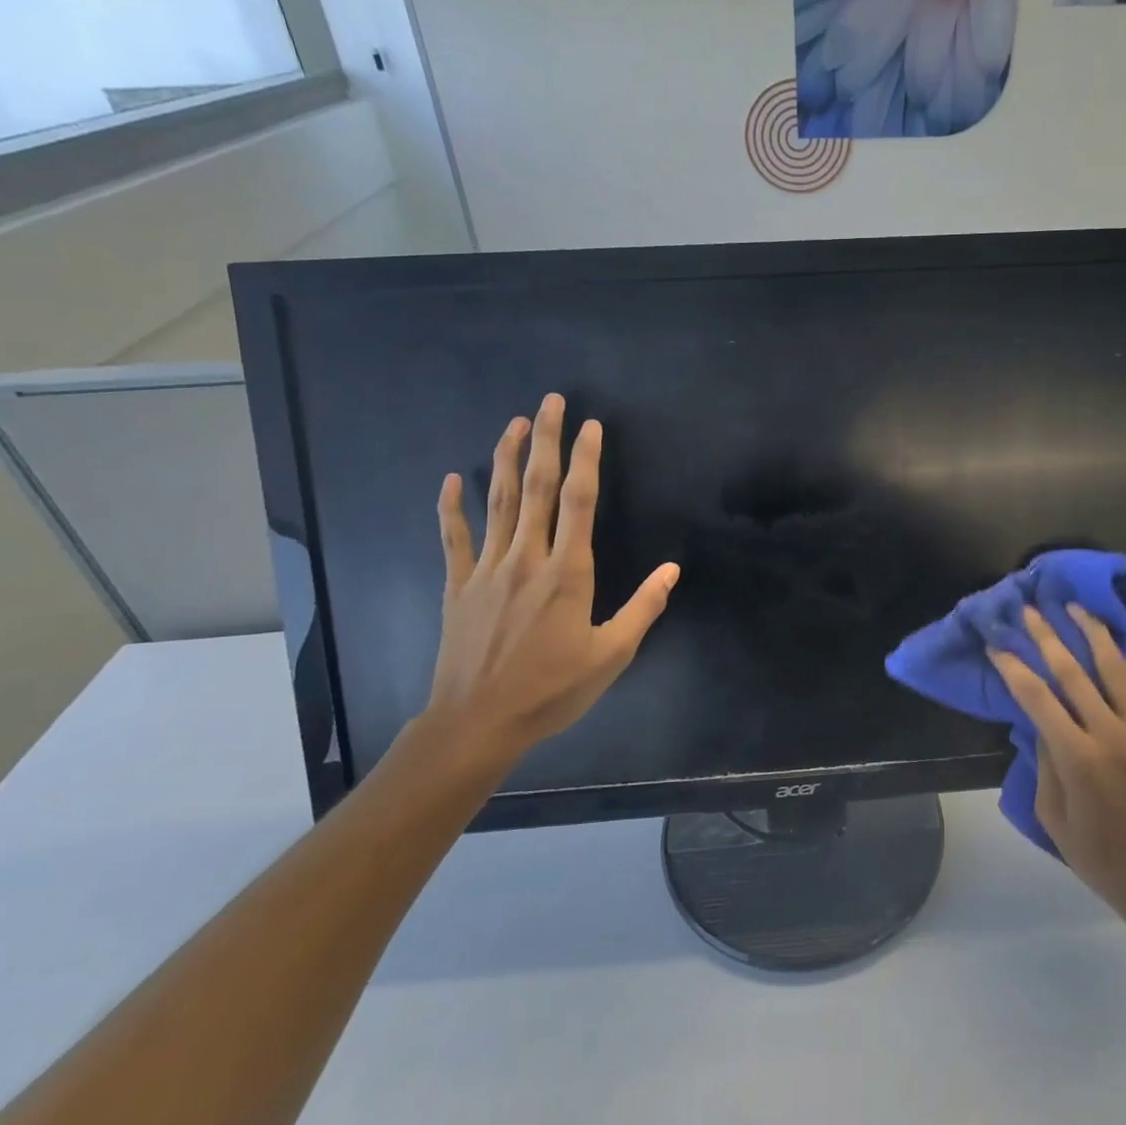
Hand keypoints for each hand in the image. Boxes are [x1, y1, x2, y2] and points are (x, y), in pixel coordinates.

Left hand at [419, 395, 678, 767]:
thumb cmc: (551, 691)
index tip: (591, 426)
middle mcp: (526, 559)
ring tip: (514, 423)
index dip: (586, 459)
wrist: (478, 723)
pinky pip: (455, 538)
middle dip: (547, 441)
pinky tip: (453, 480)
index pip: (579, 502)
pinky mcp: (459, 586)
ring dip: (507, 459)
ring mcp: (487, 570)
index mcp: (567, 572)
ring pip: (498, 502)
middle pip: (538, 488)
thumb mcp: (611, 655)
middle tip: (551, 401)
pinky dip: (452, 507)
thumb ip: (643, 608)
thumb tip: (673, 569)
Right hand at [988, 606, 1125, 940]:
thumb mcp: (1053, 818)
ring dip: (1092, 634)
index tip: (997, 643)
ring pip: (1116, 669)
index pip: (1037, 697)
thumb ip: (1046, 763)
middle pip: (1073, 672)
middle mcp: (1113, 736)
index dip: (1013, 666)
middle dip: (1047, 636)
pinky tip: (1116, 648)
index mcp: (1078, 759)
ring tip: (1076, 608)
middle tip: (1030, 609)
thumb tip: (1043, 721)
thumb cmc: (1102, 858)